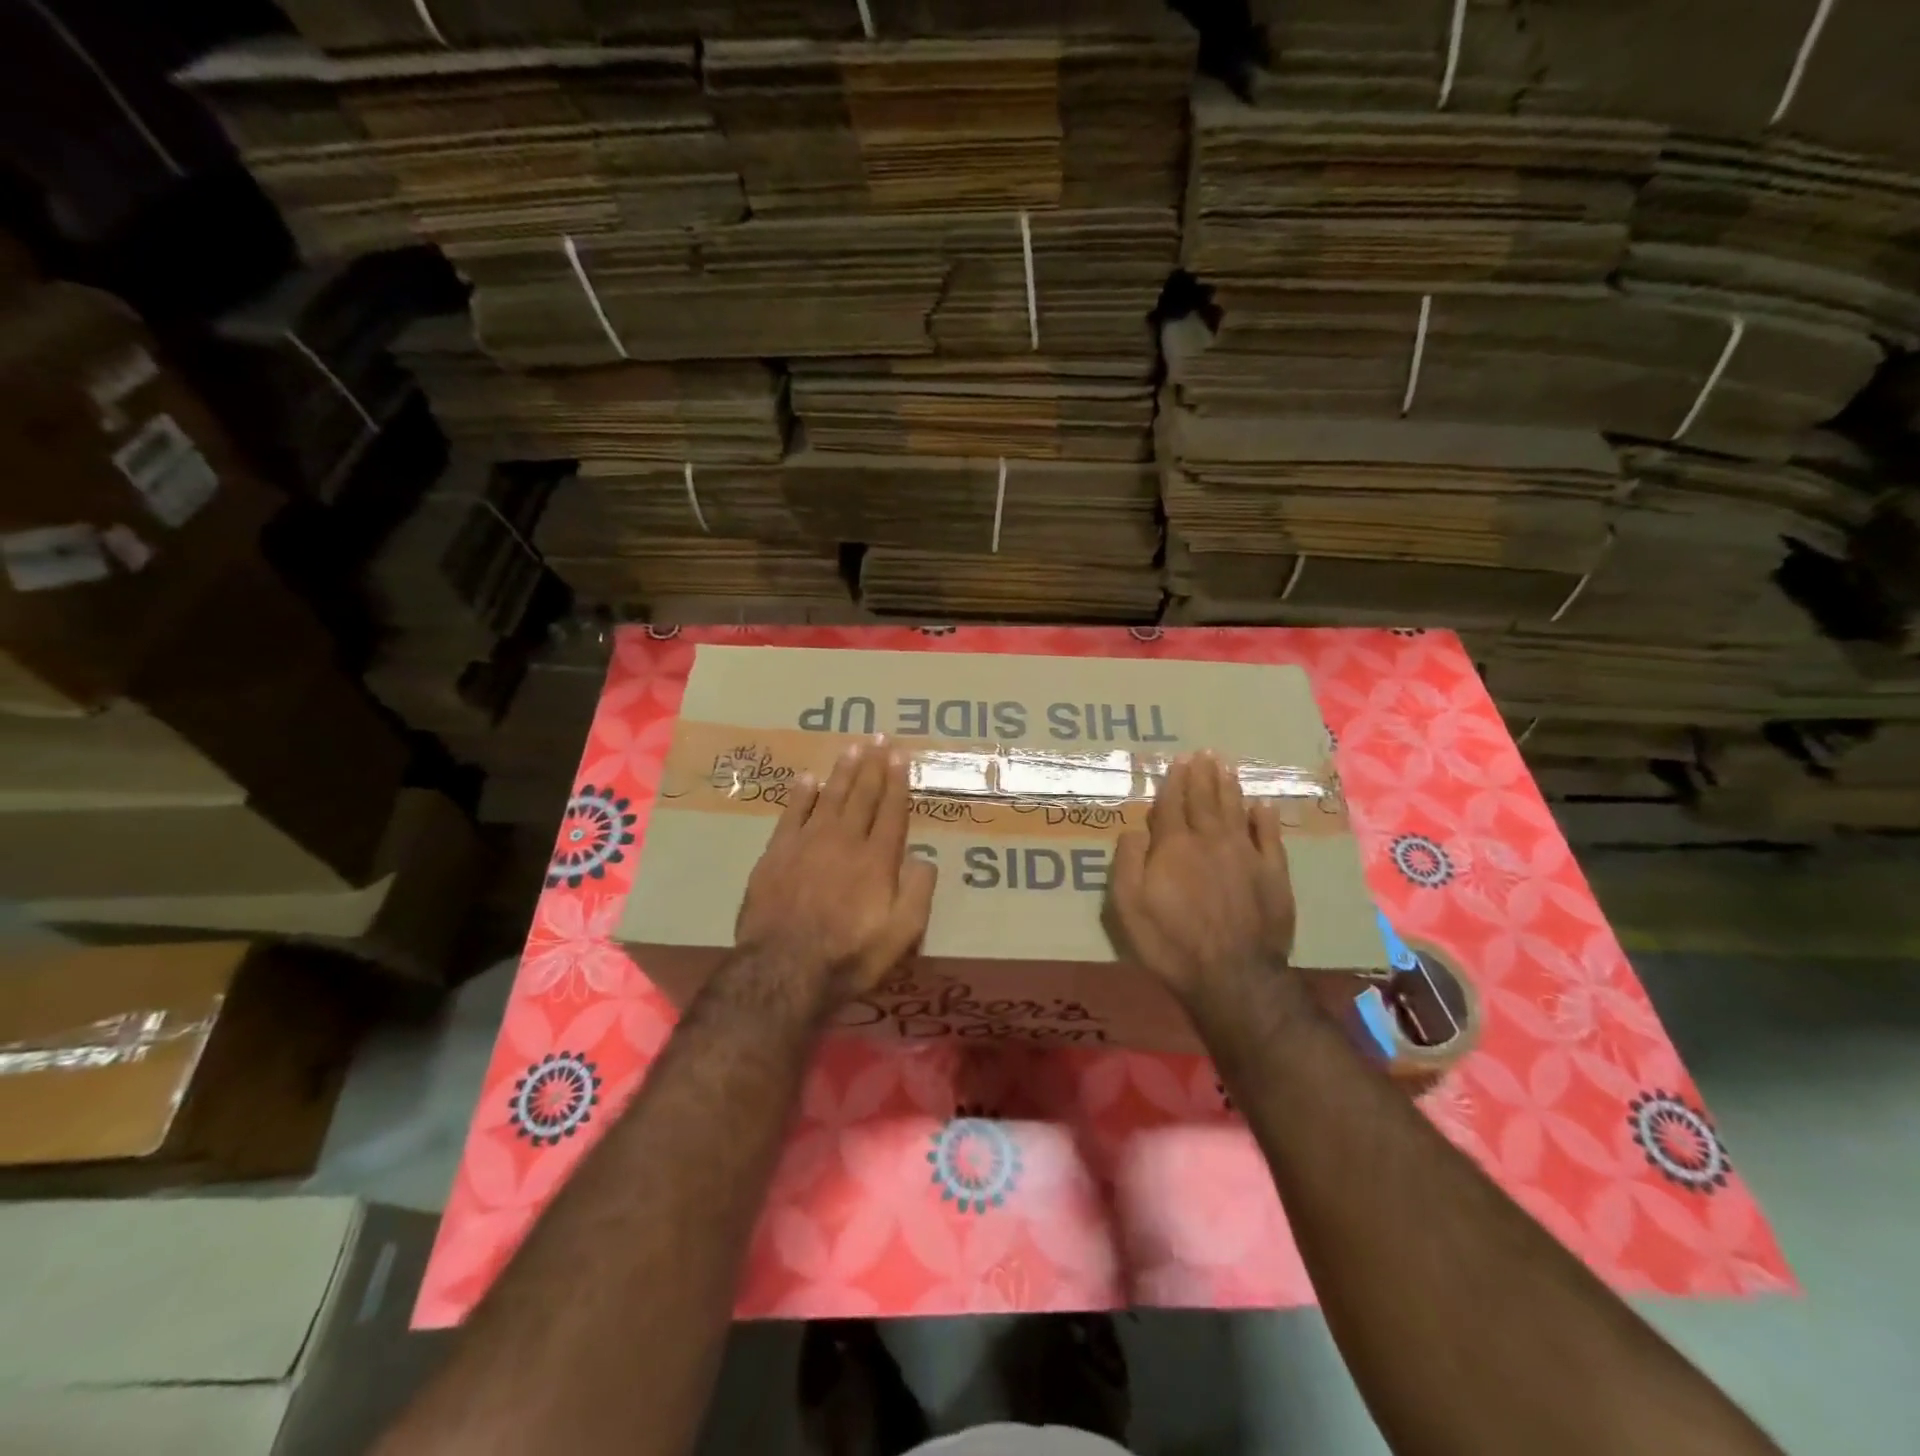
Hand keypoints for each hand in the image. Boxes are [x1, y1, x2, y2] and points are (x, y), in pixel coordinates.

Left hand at [735, 738, 936, 1007]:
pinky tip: (809, 778)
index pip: (892, 811)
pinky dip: (802, 793)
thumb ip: (918, 893)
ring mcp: (808, 843)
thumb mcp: (901, 935)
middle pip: (862, 795)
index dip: (897, 782)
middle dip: (873, 765)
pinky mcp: (777, 852)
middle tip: (879, 737)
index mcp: (877, 859)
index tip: (900, 756)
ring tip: (853, 747)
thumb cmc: (848, 956)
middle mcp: (845, 840)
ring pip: (830, 796)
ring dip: (843, 770)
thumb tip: (925, 859)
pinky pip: (793, 812)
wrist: (783, 970)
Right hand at [1108, 751, 1295, 1003]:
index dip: (1174, 781)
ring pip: (1236, 810)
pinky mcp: (1273, 875)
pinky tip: (1261, 805)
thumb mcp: (1129, 905)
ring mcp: (1246, 855)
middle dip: (1202, 775)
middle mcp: (1211, 840)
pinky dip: (1265, 819)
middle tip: (1204, 753)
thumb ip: (1128, 862)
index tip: (1178, 760)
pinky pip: (1269, 837)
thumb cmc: (1171, 943)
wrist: (1232, 976)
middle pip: (1205, 800)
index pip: (1172, 804)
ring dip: (1229, 786)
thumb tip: (1134, 829)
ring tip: (1226, 766)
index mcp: (1174, 846)